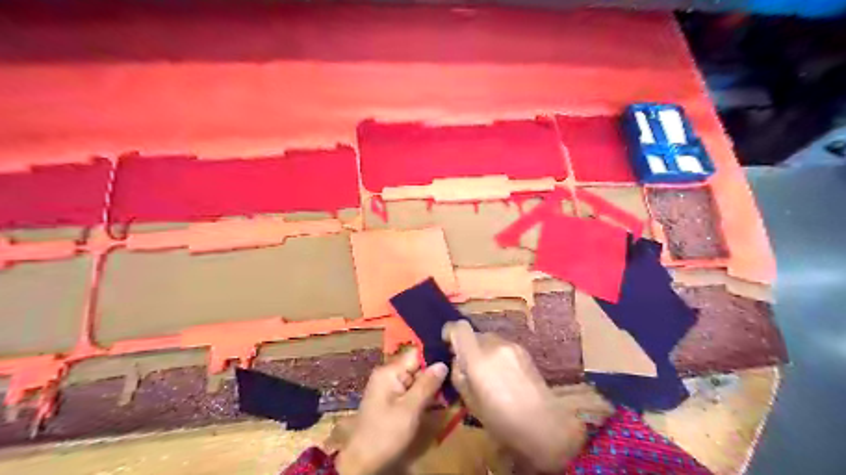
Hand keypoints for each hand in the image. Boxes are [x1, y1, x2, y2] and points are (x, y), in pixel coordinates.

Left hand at [336, 350, 447, 473]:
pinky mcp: (390, 401)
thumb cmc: (386, 433)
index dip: (434, 358)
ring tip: (448, 393)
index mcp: (389, 371)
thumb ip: (427, 385)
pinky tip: (434, 403)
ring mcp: (388, 388)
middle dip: (433, 375)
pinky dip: (421, 396)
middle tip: (453, 382)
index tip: (452, 364)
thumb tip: (443, 363)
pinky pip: (410, 391)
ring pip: (415, 380)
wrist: (362, 462)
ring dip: (429, 387)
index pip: (416, 354)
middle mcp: (388, 375)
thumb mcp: (410, 409)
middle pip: (416, 366)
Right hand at [444, 322, 582, 473]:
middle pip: (473, 334)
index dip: (449, 331)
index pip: (459, 327)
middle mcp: (494, 344)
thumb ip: (459, 375)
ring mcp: (511, 345)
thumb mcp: (470, 402)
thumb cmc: (501, 420)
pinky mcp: (524, 350)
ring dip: (482, 350)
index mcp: (477, 358)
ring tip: (487, 373)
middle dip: (466, 346)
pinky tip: (503, 375)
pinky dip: (496, 354)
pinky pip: (502, 346)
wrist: (544, 425)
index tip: (447, 344)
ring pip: (488, 339)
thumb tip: (457, 360)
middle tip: (467, 366)